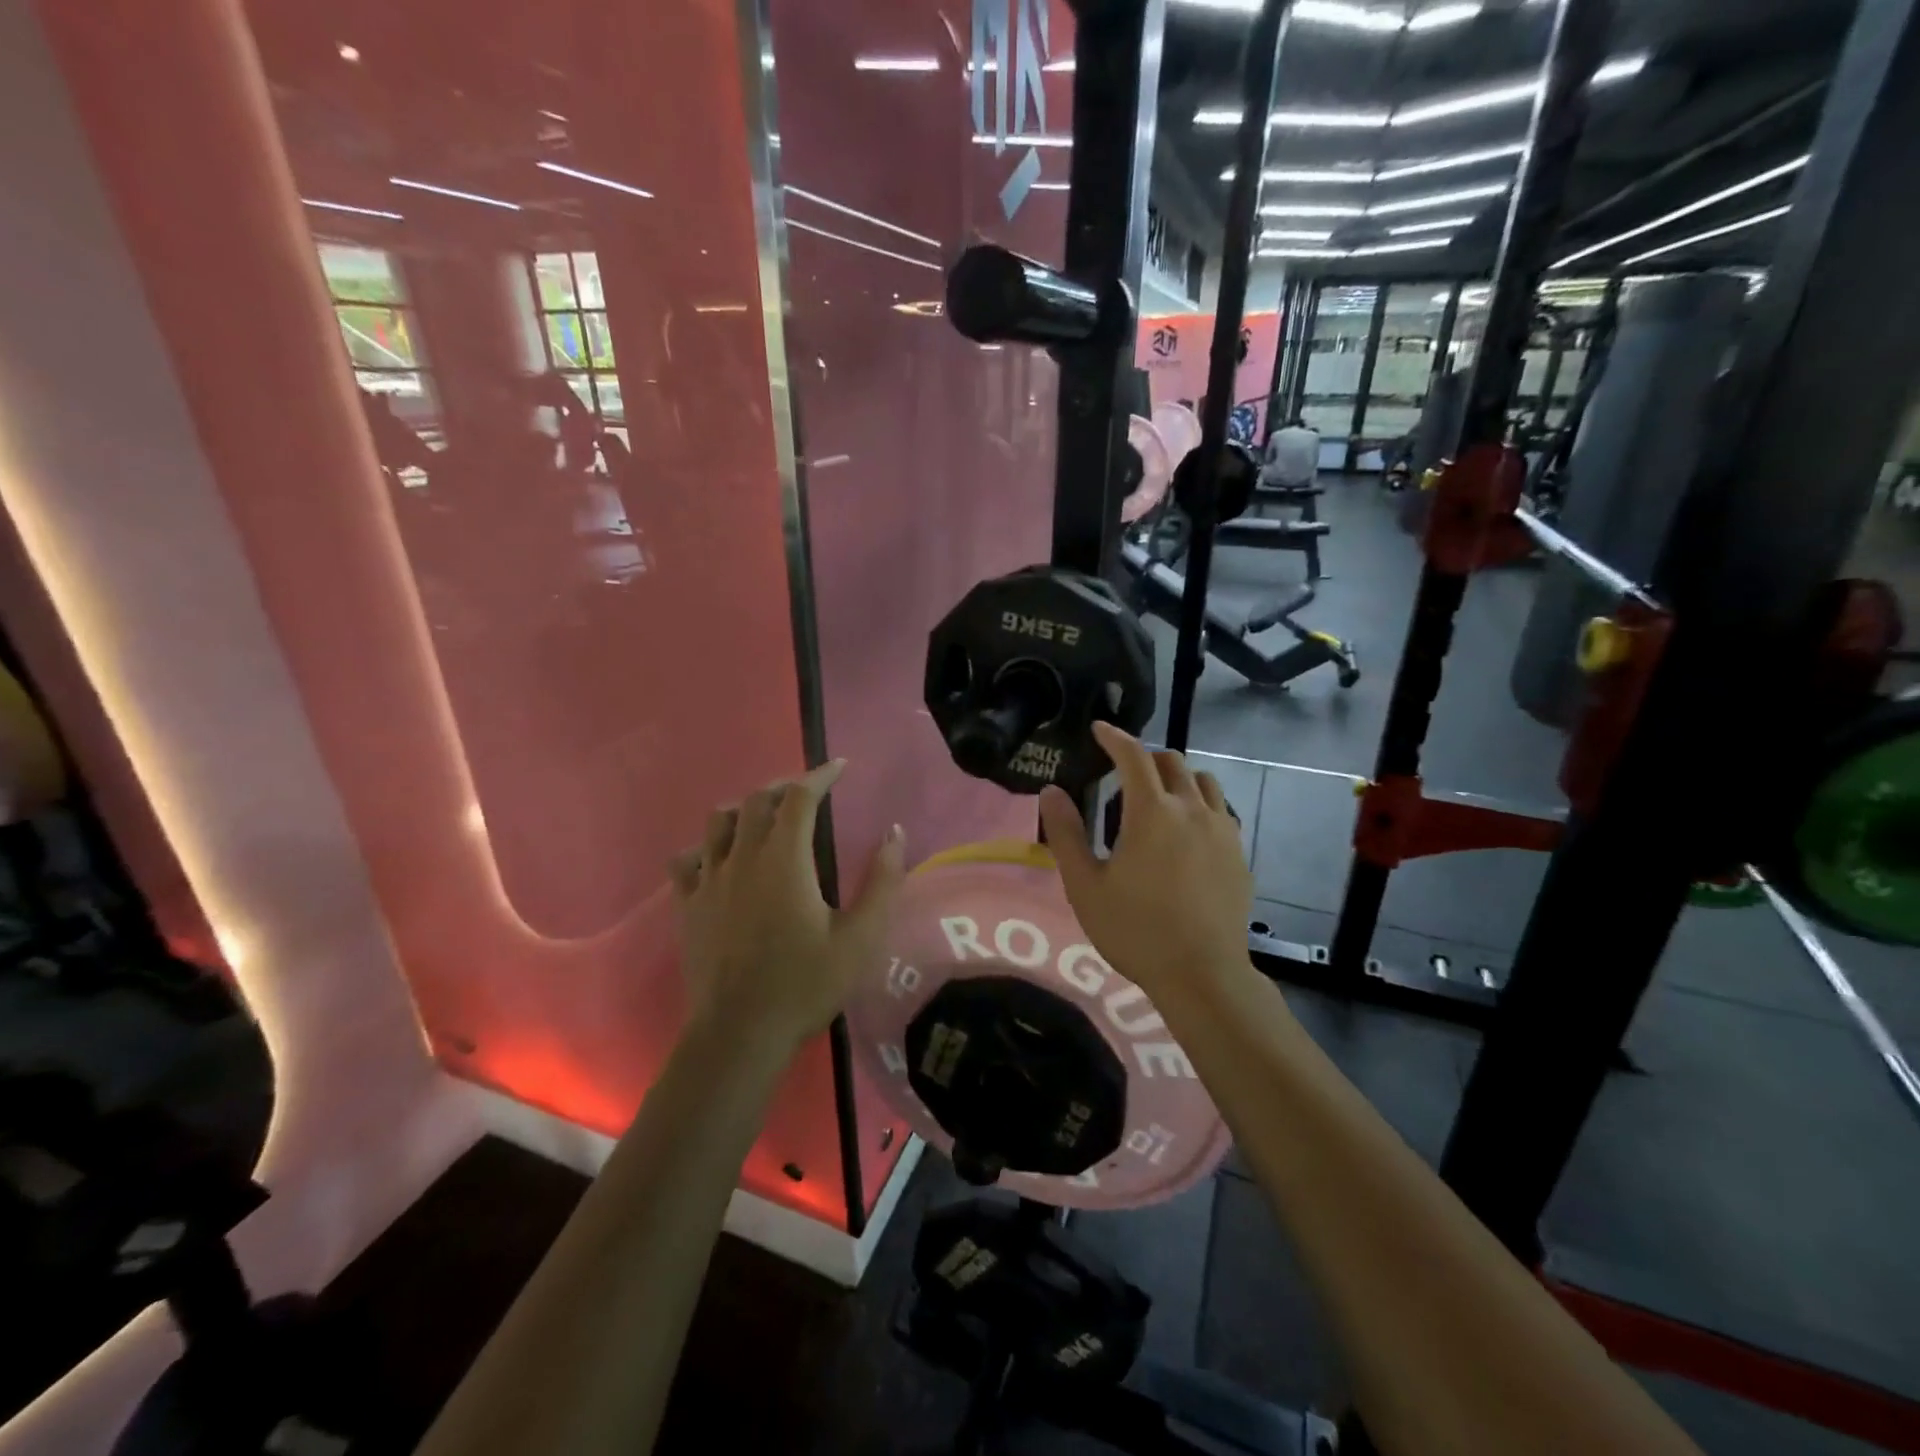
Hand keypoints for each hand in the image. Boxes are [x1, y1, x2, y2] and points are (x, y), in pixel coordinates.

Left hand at [669, 761, 905, 1058]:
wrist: (739, 1034)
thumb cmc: (805, 984)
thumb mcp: (860, 938)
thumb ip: (881, 881)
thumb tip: (895, 833)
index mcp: (785, 860)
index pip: (799, 797)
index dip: (821, 775)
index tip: (840, 767)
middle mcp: (742, 858)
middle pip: (757, 800)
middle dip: (785, 787)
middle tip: (808, 793)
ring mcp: (708, 881)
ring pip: (719, 822)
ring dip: (745, 809)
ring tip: (765, 818)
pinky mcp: (687, 905)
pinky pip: (687, 859)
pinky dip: (705, 846)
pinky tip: (718, 858)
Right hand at [1039, 723, 1254, 1008]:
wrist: (1202, 974)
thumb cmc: (1135, 930)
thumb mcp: (1085, 885)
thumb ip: (1066, 833)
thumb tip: (1050, 791)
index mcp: (1152, 812)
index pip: (1133, 756)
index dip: (1114, 737)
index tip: (1099, 729)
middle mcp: (1192, 809)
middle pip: (1172, 761)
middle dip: (1145, 757)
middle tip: (1122, 775)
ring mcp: (1222, 830)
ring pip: (1203, 782)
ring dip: (1178, 778)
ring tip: (1158, 799)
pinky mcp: (1238, 853)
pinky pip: (1221, 810)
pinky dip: (1200, 805)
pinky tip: (1187, 832)